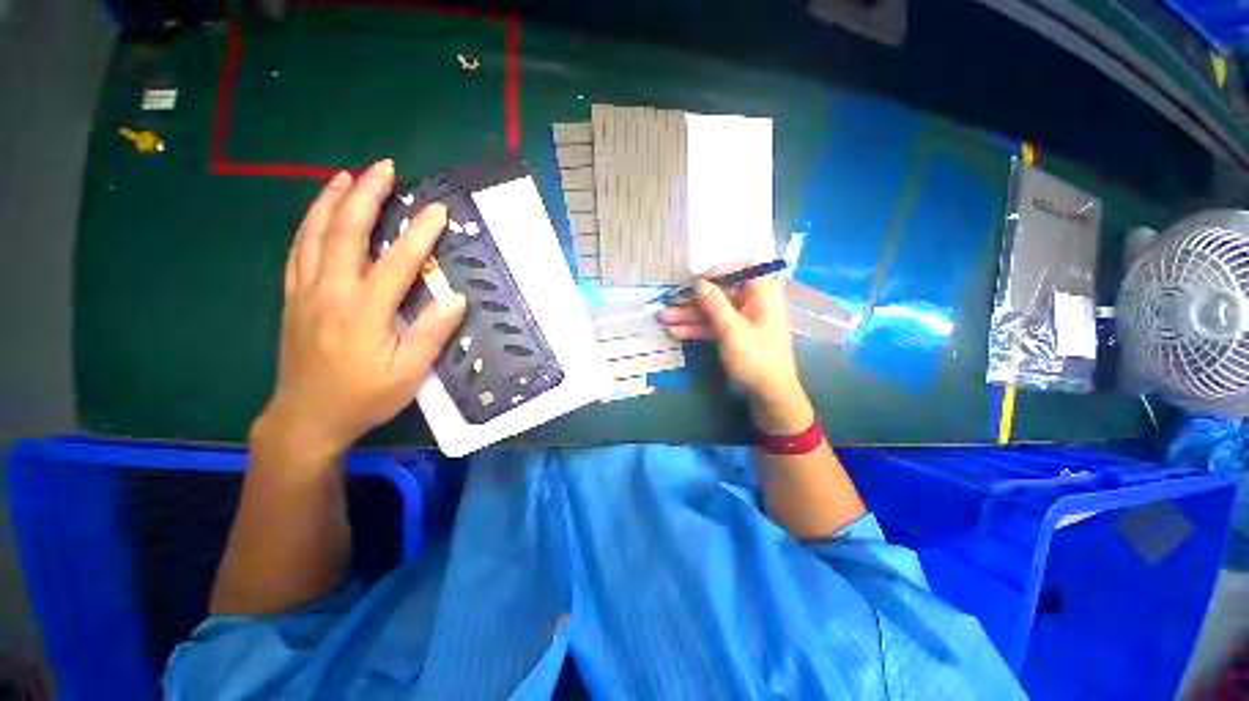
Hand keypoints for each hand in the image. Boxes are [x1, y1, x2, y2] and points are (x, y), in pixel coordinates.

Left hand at [255, 159, 466, 463]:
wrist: (307, 418)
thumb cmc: (364, 397)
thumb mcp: (409, 373)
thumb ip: (432, 333)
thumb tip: (456, 298)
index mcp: (363, 310)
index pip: (396, 261)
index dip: (419, 233)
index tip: (438, 211)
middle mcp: (330, 291)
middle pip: (345, 231)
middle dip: (366, 195)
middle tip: (385, 168)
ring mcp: (305, 291)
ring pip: (314, 233)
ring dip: (332, 199)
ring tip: (348, 175)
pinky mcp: (293, 296)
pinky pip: (298, 249)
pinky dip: (309, 222)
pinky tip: (319, 211)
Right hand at [657, 267, 808, 430]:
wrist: (770, 396)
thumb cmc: (756, 359)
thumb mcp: (732, 330)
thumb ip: (715, 304)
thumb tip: (700, 283)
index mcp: (762, 294)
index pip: (744, 268)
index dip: (720, 271)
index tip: (698, 281)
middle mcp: (753, 303)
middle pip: (720, 293)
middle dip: (693, 299)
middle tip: (668, 303)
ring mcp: (742, 321)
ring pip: (713, 311)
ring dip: (688, 315)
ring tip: (662, 319)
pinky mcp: (734, 336)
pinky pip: (713, 326)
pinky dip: (696, 329)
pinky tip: (674, 332)